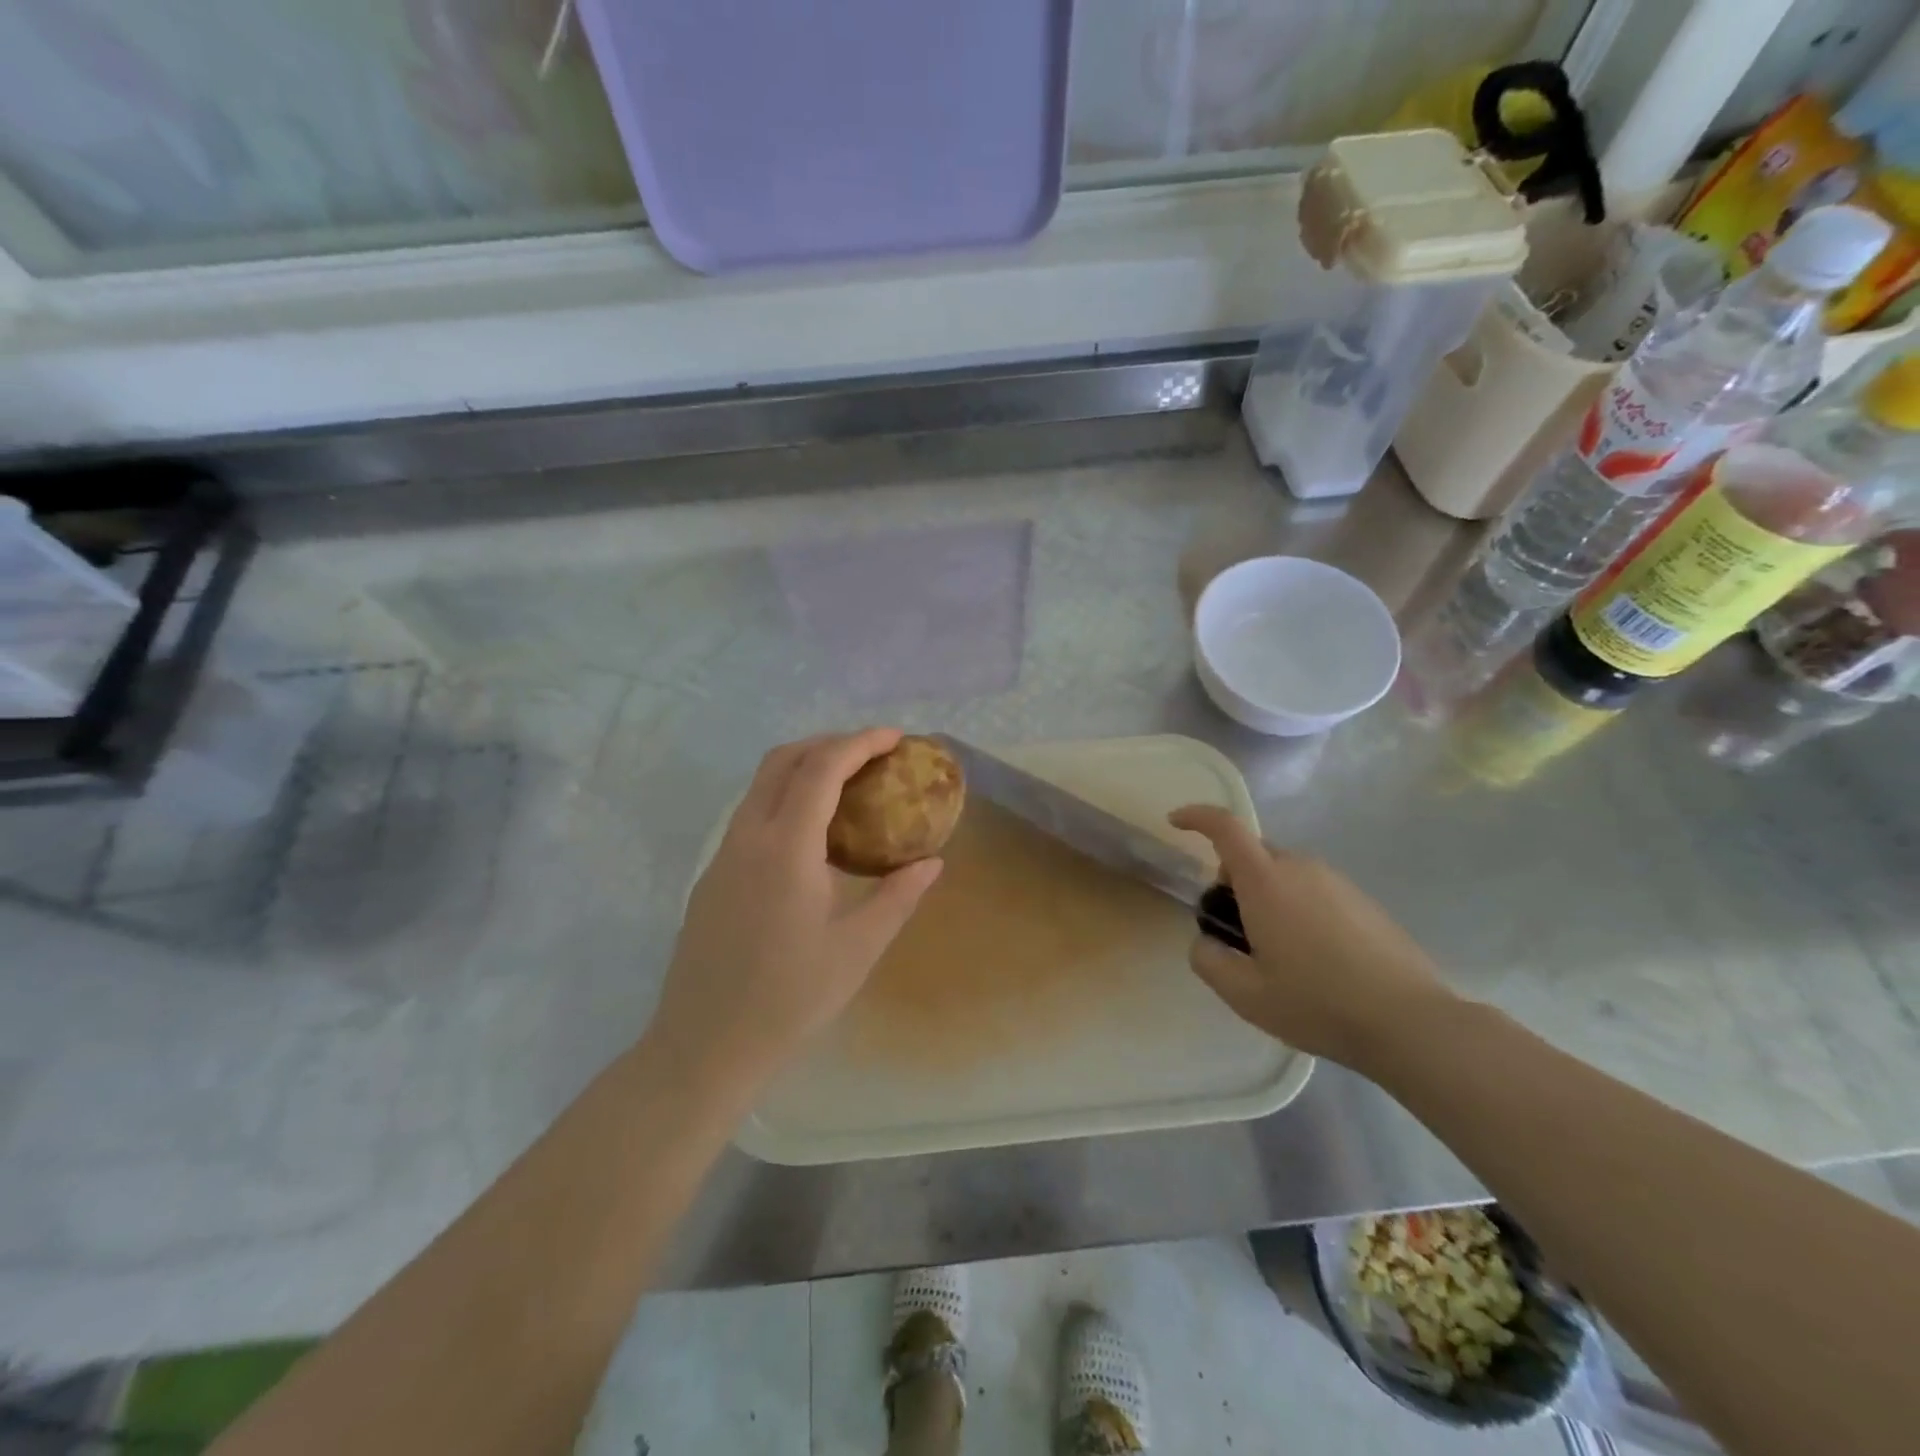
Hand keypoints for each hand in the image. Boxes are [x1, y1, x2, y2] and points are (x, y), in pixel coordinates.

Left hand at [650, 729, 943, 1094]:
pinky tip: (811, 836)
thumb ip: (898, 896)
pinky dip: (784, 798)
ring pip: (760, 785)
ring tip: (846, 786)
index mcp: (785, 847)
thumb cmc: (791, 998)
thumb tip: (932, 862)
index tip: (894, 737)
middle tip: (870, 755)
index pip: (821, 769)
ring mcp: (722, 855)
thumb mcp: (859, 948)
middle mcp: (747, 837)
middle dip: (828, 744)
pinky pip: (751, 814)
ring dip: (802, 768)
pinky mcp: (712, 875)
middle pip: (782, 760)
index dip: (859, 743)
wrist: (705, 1045)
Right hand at [1169, 804, 1454, 1065]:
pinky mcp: (1364, 901)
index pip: (1225, 827)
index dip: (1196, 817)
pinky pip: (1315, 890)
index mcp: (1266, 882)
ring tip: (1278, 952)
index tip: (1175, 823)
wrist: (1409, 1022)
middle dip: (1233, 878)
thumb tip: (1205, 941)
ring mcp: (1338, 882)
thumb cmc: (1317, 1003)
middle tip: (1236, 929)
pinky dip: (1300, 908)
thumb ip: (1208, 960)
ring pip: (1286, 873)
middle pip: (1254, 854)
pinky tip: (1315, 958)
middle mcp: (1301, 868)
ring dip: (1268, 895)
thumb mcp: (1245, 995)